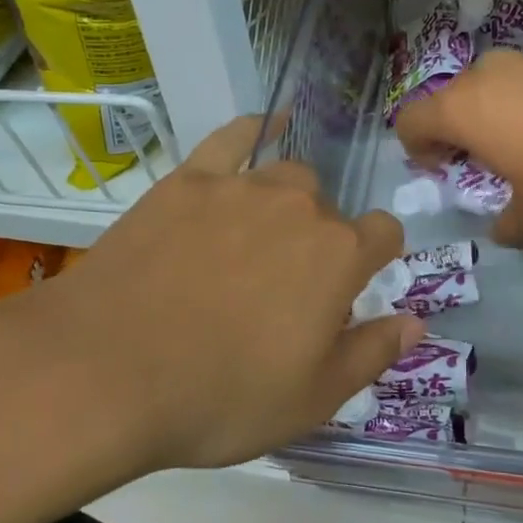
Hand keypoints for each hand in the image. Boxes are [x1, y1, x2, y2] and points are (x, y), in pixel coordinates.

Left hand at [0, 117, 423, 472]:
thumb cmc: (220, 396)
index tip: (351, 292)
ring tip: (257, 242)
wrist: (105, 372)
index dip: (375, 260)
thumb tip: (417, 321)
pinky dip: (255, 129)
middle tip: (283, 293)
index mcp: (339, 256)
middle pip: (330, 211)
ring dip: (286, 205)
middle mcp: (299, 206)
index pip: (384, 234)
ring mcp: (240, 186)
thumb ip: (373, 352)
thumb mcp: (313, 398)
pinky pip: (233, 137)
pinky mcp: (187, 180)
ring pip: (287, 178)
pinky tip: (266, 124)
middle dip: (321, 244)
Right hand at [395, 47, 522, 244]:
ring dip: (505, 112)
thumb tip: (502, 228)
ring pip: (502, 84)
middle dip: (463, 129)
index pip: (412, 120)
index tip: (438, 168)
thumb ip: (509, 223)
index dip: (416, 146)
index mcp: (465, 108)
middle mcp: (493, 72)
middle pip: (457, 97)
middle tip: (488, 161)